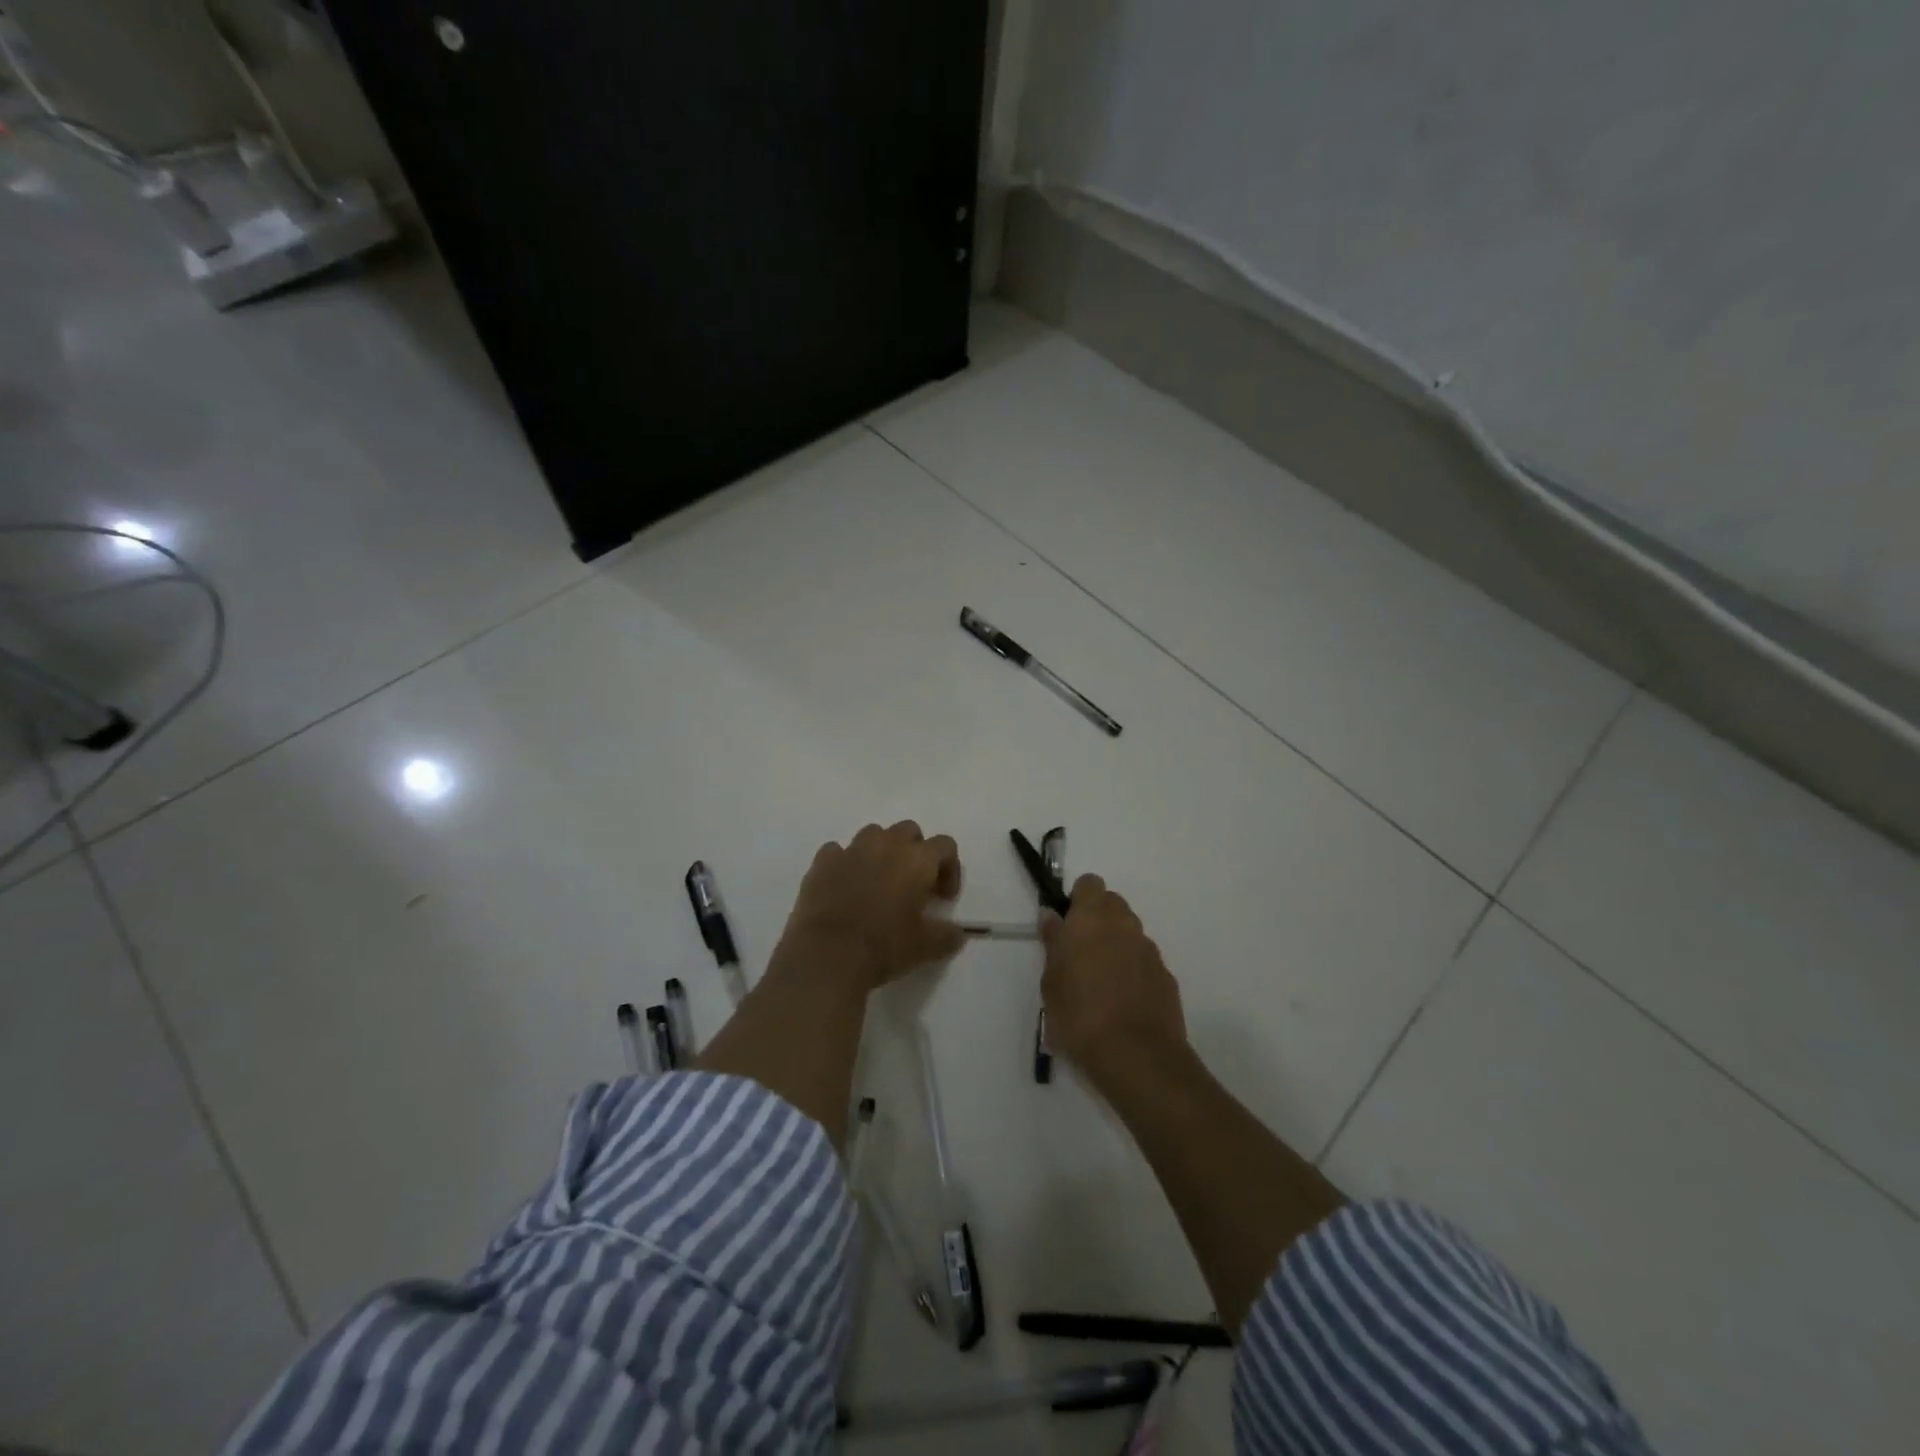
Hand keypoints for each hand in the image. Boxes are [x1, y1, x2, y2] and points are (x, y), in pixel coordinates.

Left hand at [779, 821, 965, 990]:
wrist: (827, 956)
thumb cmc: (885, 946)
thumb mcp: (927, 947)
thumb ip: (948, 935)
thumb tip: (957, 933)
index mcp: (917, 859)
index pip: (945, 845)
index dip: (949, 868)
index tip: (942, 898)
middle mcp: (886, 844)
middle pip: (909, 830)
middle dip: (914, 851)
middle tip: (911, 884)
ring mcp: (851, 849)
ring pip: (873, 834)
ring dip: (880, 851)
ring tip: (877, 882)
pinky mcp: (822, 862)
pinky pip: (838, 851)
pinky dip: (845, 863)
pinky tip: (844, 887)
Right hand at [1041, 874, 1186, 1081]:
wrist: (1136, 1056)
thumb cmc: (1079, 1016)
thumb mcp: (1051, 982)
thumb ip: (1053, 943)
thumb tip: (1052, 917)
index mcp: (1091, 919)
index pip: (1089, 884)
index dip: (1078, 898)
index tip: (1067, 923)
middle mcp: (1124, 925)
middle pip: (1112, 904)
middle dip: (1098, 919)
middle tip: (1080, 951)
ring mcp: (1149, 949)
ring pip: (1130, 932)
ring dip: (1116, 944)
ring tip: (1101, 980)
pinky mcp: (1166, 975)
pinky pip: (1144, 960)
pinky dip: (1134, 969)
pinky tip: (1123, 1000)